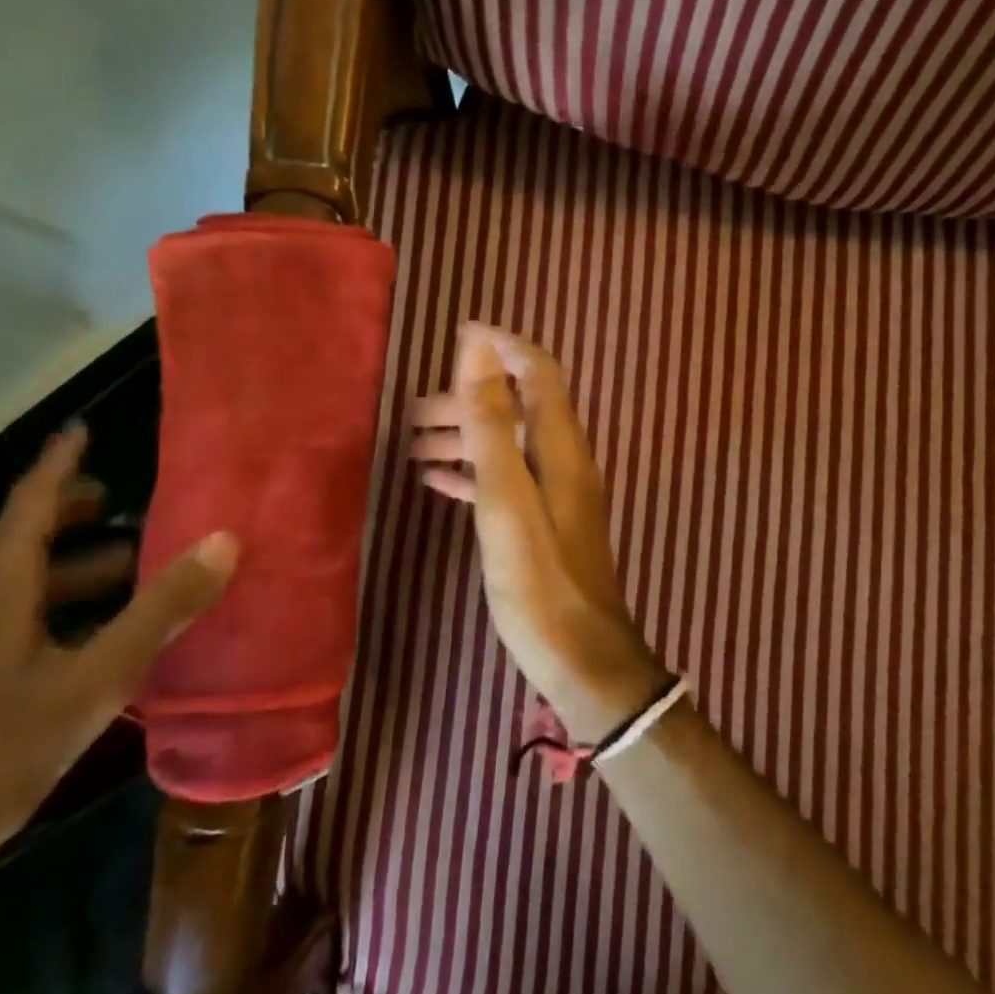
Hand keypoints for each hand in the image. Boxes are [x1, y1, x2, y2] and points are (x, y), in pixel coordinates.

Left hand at [0, 427, 238, 993]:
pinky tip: (84, 641)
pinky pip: (2, 620)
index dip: (60, 462)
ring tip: (124, 571)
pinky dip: (49, 607)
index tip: (82, 428)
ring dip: (67, 568)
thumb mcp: (95, 679)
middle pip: (17, 539)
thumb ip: (161, 609)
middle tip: (121, 503)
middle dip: (69, 515)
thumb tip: (225, 540)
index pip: (29, 501)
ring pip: (12, 584)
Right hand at [410, 324, 663, 741]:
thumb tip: (480, 347)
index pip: (538, 372)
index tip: (458, 334)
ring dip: (464, 437)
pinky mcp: (543, 524)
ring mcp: (555, 494)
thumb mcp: (506, 497)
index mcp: (561, 447)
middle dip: (468, 399)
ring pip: (507, 445)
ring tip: (414, 446)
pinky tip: (436, 482)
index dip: (501, 346)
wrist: (580, 659)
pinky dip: (472, 472)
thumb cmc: (539, 581)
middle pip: (516, 408)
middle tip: (414, 413)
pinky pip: (504, 481)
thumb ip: (491, 422)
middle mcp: (563, 461)